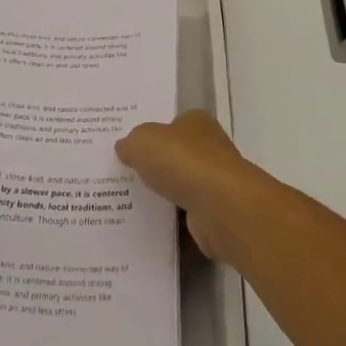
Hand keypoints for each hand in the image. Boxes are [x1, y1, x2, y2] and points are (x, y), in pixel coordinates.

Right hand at [115, 111, 263, 262]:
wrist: (220, 206)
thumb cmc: (182, 161)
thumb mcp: (143, 141)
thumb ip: (131, 143)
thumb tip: (125, 147)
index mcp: (196, 122)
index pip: (173, 124)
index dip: (153, 134)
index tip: (131, 148)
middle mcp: (210, 147)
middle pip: (178, 155)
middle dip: (157, 165)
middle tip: (126, 175)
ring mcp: (215, 181)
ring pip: (182, 186)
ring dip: (165, 194)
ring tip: (131, 202)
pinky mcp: (216, 213)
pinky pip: (186, 214)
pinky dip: (173, 219)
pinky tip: (150, 224)